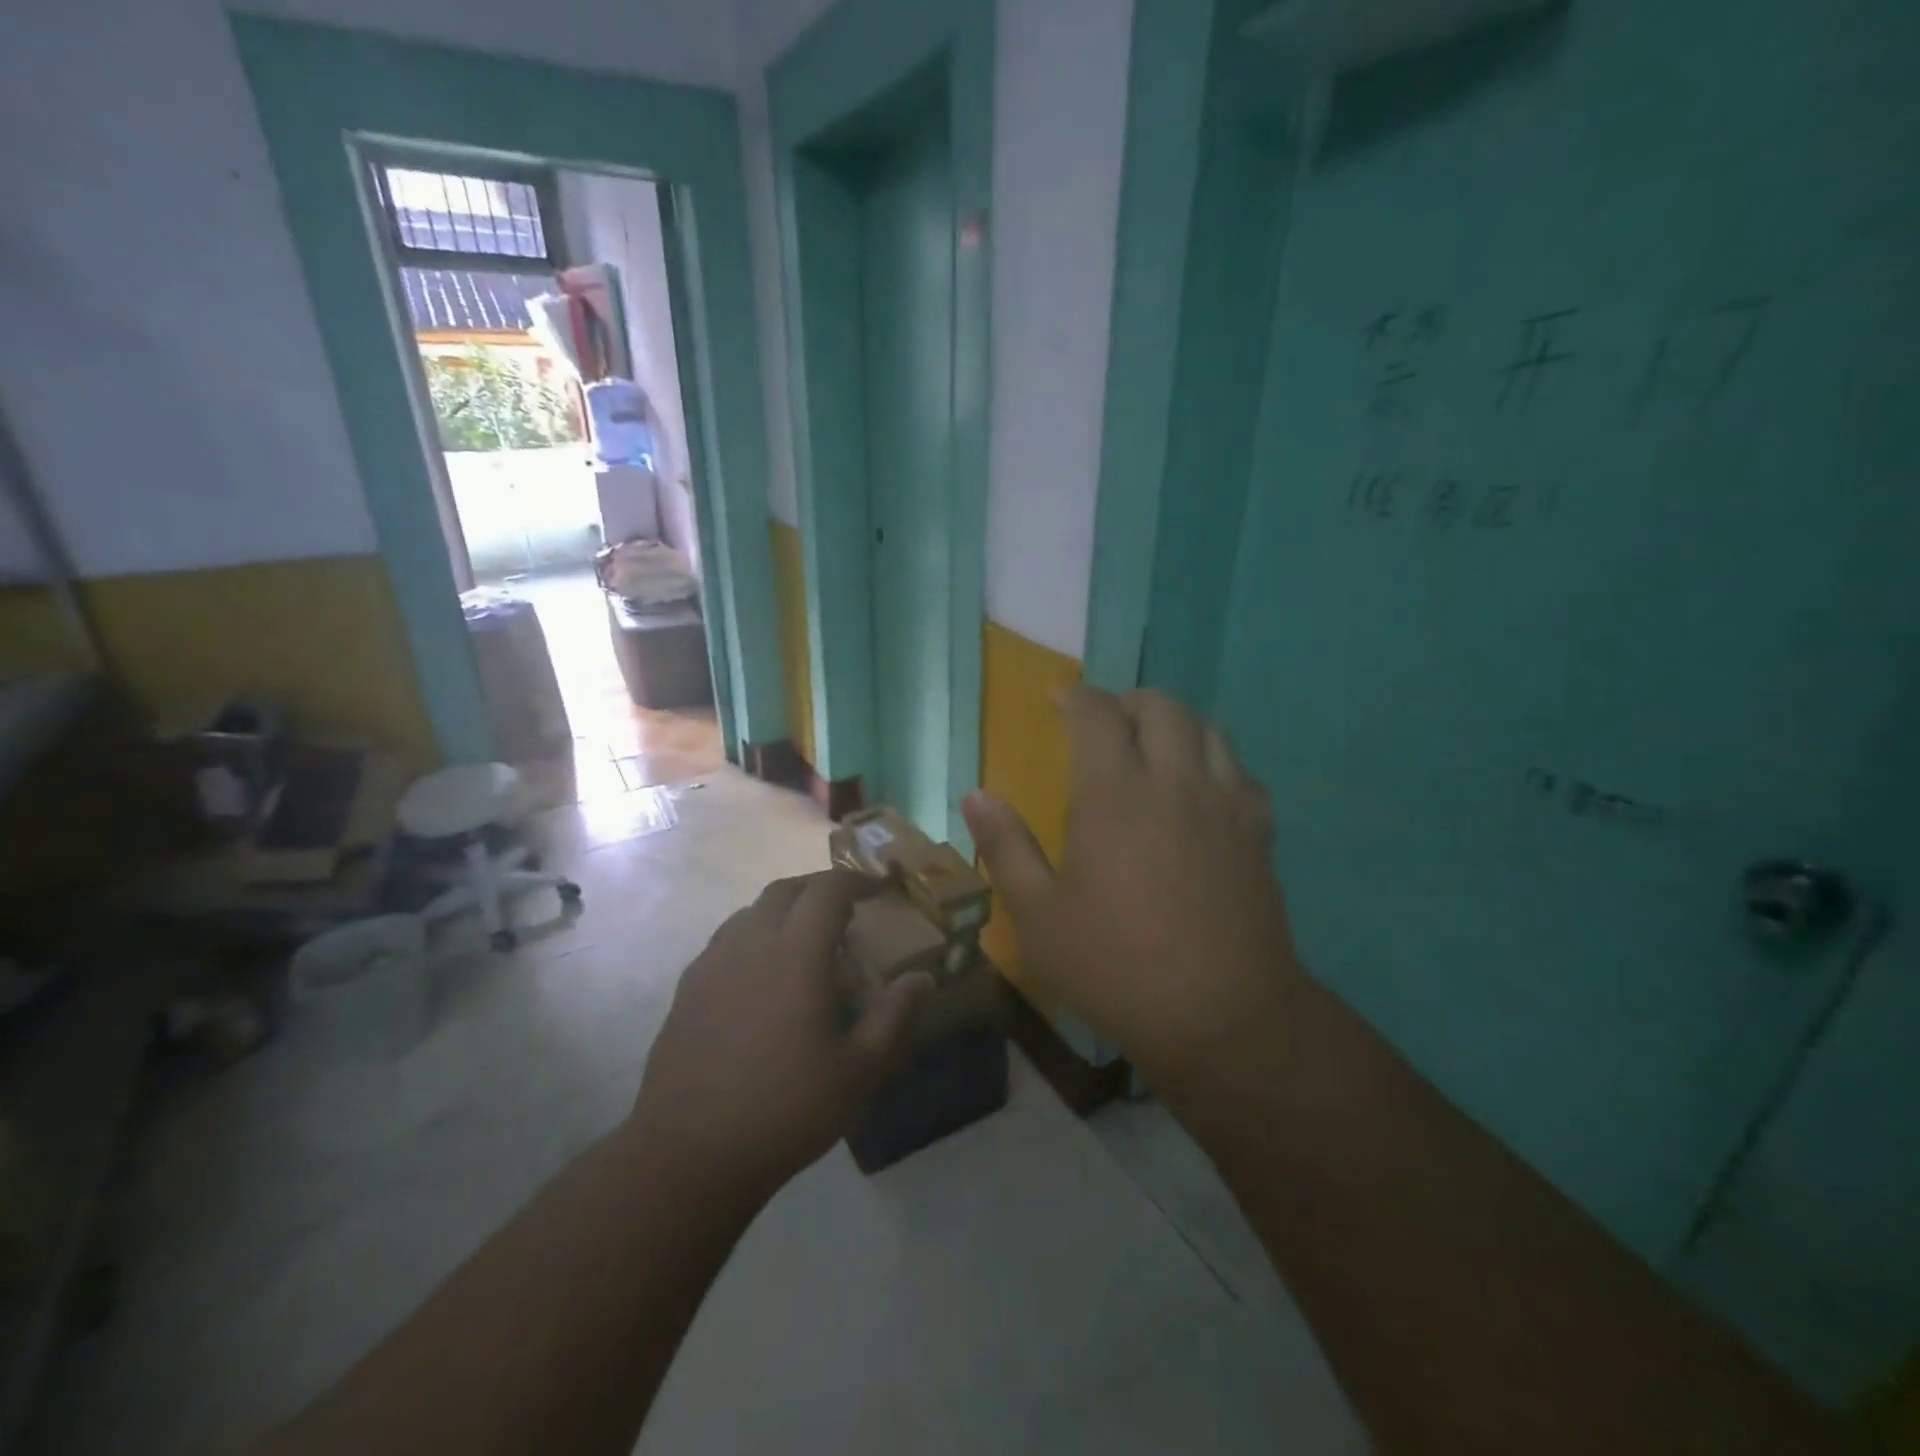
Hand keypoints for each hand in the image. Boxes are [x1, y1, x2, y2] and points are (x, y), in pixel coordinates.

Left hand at [628, 870, 929, 1200]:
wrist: (690, 1152)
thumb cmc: (786, 1108)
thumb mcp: (860, 1071)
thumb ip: (894, 1017)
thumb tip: (921, 978)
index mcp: (796, 953)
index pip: (828, 889)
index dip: (856, 879)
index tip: (878, 887)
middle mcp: (751, 943)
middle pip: (785, 889)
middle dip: (819, 888)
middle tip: (845, 909)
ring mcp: (713, 963)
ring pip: (751, 910)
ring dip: (784, 909)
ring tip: (805, 939)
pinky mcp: (687, 988)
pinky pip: (726, 939)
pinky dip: (753, 935)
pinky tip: (762, 974)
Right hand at [962, 687, 1297, 1093]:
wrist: (1223, 1018)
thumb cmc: (1116, 967)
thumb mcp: (1039, 916)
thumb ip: (1006, 847)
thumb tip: (976, 795)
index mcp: (1114, 794)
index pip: (1096, 713)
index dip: (1073, 696)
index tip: (1056, 698)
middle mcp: (1174, 782)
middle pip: (1160, 706)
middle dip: (1126, 702)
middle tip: (1102, 724)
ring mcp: (1225, 804)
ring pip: (1208, 729)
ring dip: (1174, 723)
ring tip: (1150, 748)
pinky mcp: (1259, 832)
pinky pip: (1240, 772)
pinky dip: (1213, 761)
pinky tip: (1199, 792)